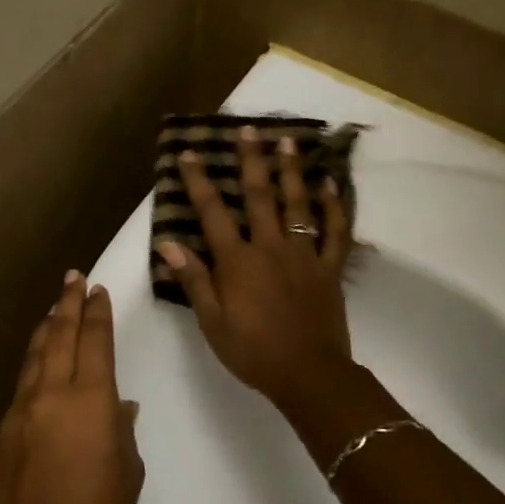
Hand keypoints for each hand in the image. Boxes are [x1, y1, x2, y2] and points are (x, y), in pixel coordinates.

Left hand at [0, 271, 144, 503]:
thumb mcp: (128, 471)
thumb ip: (121, 430)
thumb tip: (118, 407)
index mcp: (91, 400)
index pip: (95, 341)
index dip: (97, 313)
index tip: (97, 290)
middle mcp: (52, 394)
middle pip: (59, 336)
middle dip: (68, 304)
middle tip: (73, 279)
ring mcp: (21, 411)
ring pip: (34, 356)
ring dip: (45, 328)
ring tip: (53, 309)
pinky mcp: (3, 432)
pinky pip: (21, 386)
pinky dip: (32, 365)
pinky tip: (36, 365)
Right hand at [158, 127, 354, 407]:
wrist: (308, 374)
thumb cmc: (253, 351)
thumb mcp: (212, 322)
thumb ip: (194, 280)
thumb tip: (169, 244)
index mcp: (238, 262)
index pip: (213, 213)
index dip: (200, 182)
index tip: (189, 153)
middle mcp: (271, 248)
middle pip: (260, 196)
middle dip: (251, 161)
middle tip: (248, 129)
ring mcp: (304, 256)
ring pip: (299, 205)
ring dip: (292, 171)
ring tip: (288, 141)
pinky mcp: (329, 269)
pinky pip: (335, 233)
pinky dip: (334, 208)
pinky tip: (331, 186)